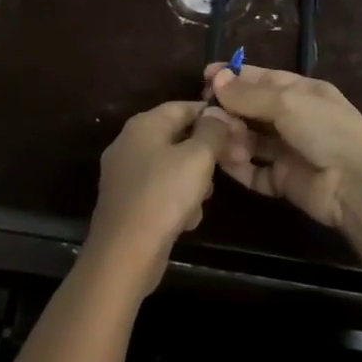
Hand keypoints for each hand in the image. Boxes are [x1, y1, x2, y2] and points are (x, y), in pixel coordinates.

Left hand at [85, 101, 246, 291]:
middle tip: (229, 166)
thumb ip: (212, 131)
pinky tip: (186, 221)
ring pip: (171, 166)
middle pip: (177, 136)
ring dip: (193, 180)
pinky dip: (175, 201)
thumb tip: (218, 113)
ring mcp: (124, 174)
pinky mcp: (125, 203)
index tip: (238, 131)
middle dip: (205, 152)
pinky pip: (159, 191)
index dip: (213, 116)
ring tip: (203, 199)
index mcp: (144, 124)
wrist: (124, 255)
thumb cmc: (163, 196)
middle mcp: (129, 143)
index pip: (184, 107)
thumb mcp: (197, 158)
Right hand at [204, 64, 361, 238]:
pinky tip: (222, 161)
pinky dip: (239, 167)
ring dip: (232, 137)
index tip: (204, 76)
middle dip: (229, 108)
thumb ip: (249, 94)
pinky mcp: (283, 180)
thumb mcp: (287, 102)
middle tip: (204, 112)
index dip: (234, 76)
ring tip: (214, 137)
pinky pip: (255, 171)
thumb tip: (216, 79)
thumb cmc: (325, 129)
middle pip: (253, 109)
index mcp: (301, 91)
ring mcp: (289, 150)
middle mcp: (294, 118)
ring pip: (251, 139)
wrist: (356, 184)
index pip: (261, 78)